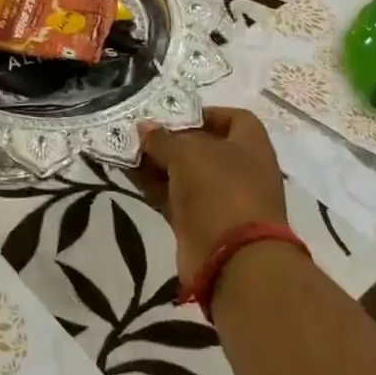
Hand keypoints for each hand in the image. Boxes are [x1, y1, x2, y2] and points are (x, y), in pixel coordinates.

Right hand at [137, 108, 286, 286]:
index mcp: (250, 146)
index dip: (204, 113)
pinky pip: (173, 196)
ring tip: (125, 149)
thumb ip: (163, 138)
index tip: (173, 114)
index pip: (233, 118)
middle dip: (170, 139)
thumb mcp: (187, 153)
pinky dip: (153, 185)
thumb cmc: (219, 190)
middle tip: (139, 131)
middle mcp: (239, 171)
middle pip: (202, 146)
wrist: (233, 261)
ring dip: (156, 162)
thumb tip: (144, 128)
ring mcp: (220, 199)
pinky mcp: (200, 223)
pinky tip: (127, 173)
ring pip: (184, 173)